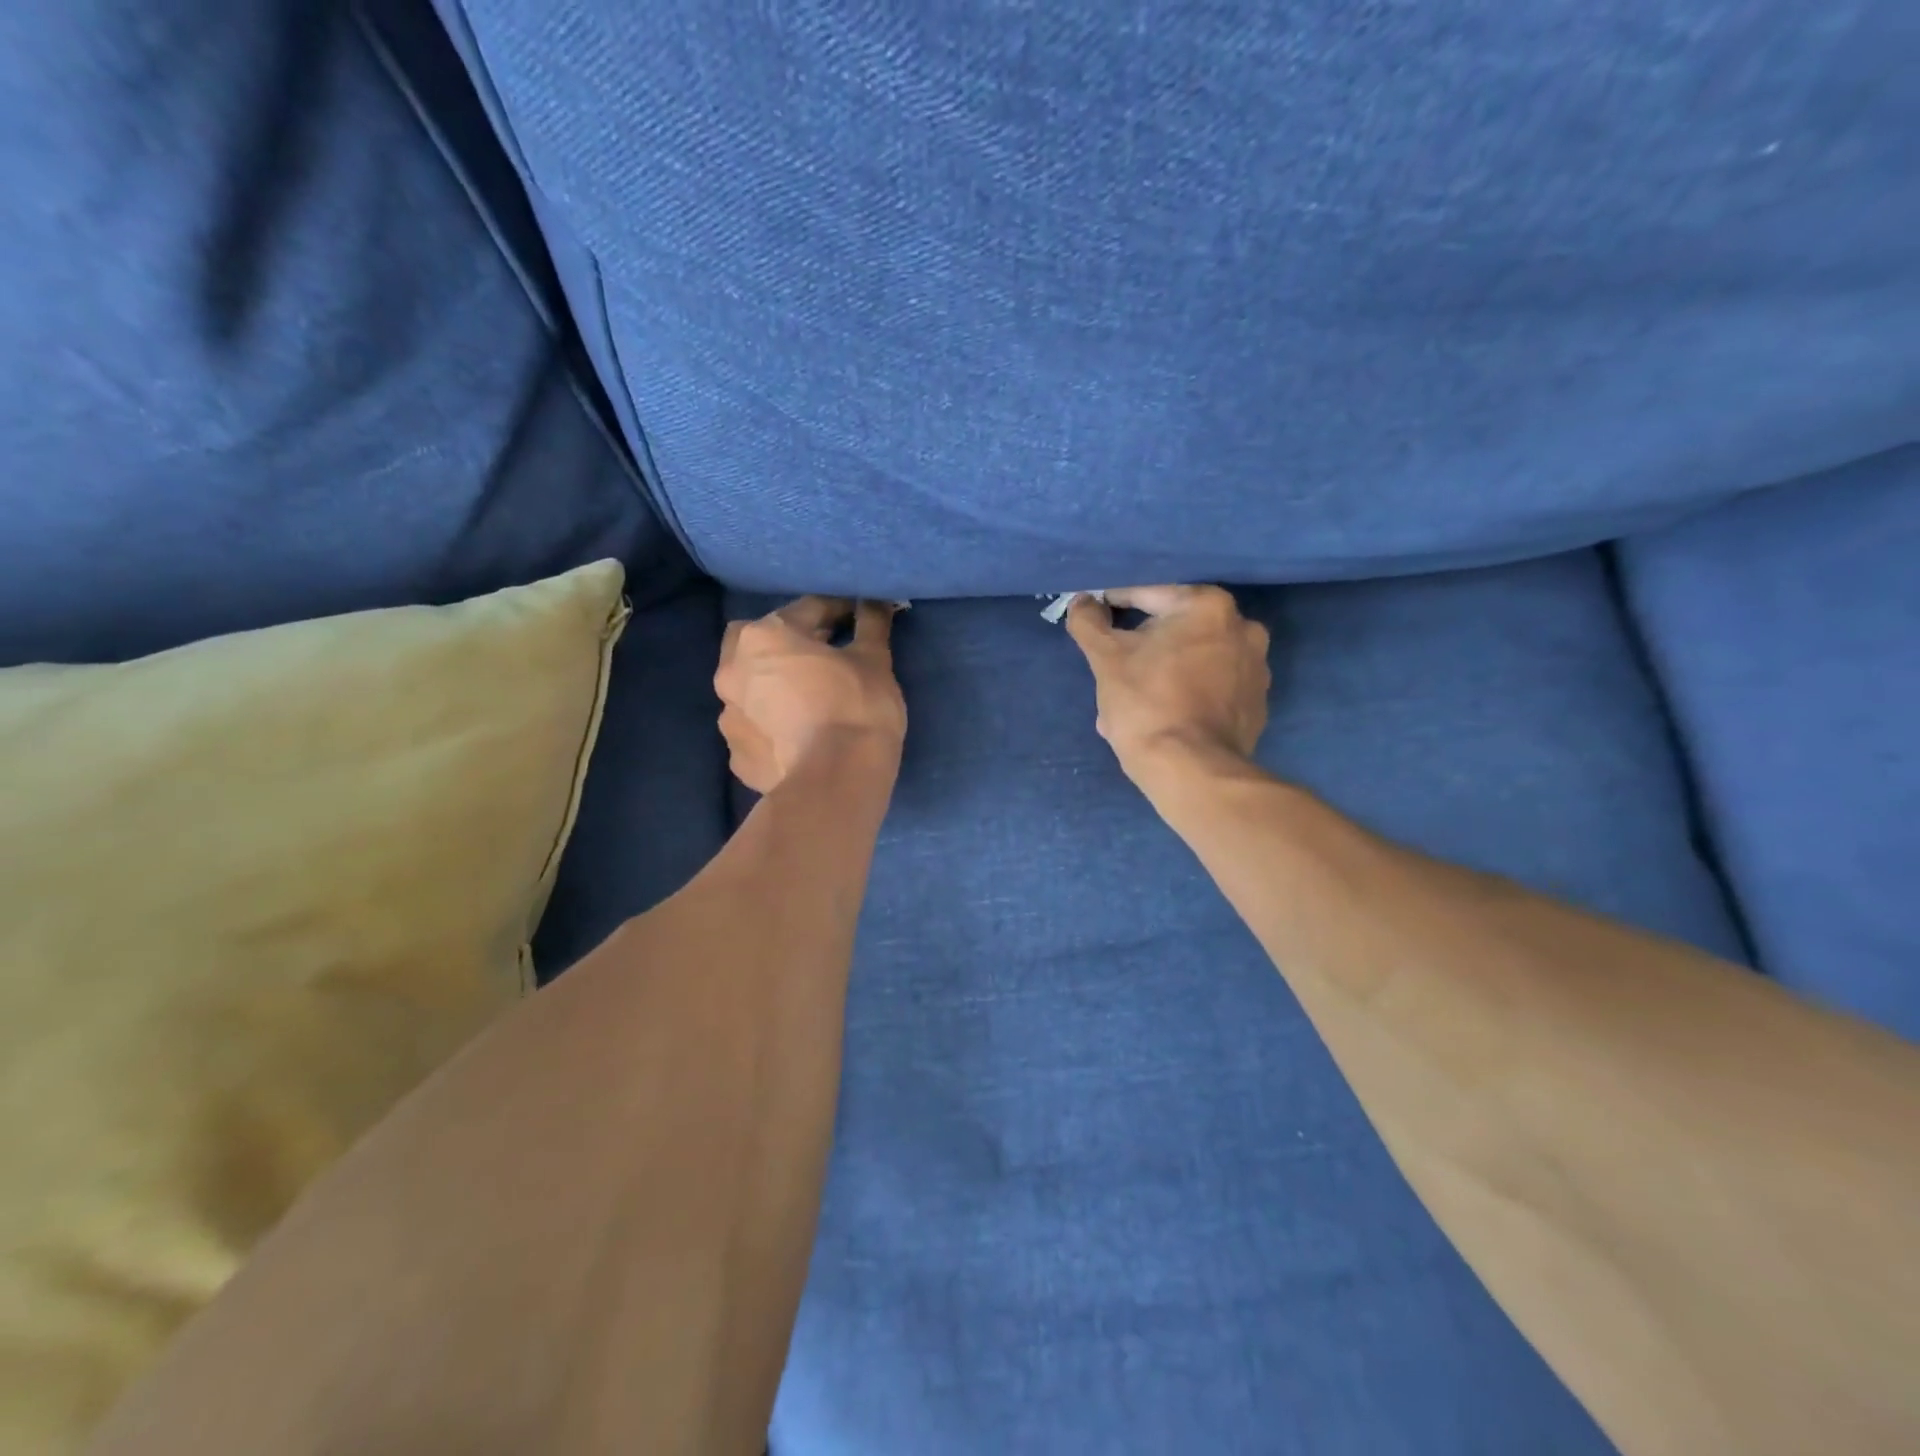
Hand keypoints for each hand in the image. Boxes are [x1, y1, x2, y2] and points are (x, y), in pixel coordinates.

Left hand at [716, 597, 906, 793]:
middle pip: (758, 642)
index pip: (808, 610)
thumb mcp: (874, 661)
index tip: (858, 617)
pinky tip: (796, 738)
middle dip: (785, 643)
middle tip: (821, 656)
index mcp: (765, 637)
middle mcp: (733, 670)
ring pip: (750, 688)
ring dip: (773, 686)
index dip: (838, 611)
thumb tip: (875, 602)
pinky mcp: (737, 757)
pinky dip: (772, 727)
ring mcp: (729, 717)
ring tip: (806, 702)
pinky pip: (755, 729)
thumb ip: (870, 625)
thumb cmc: (857, 709)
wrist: (835, 783)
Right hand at [1065, 586, 1271, 785]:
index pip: (1149, 595)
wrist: (1190, 770)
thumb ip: (1089, 622)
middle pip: (1175, 629)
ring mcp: (1256, 668)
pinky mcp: (1256, 704)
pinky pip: (1211, 687)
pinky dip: (1188, 694)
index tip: (1095, 619)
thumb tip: (1082, 602)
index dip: (1115, 605)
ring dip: (1164, 671)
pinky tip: (1162, 715)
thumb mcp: (1105, 658)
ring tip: (1133, 698)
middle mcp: (1243, 628)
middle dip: (1143, 646)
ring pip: (1194, 659)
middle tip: (1114, 667)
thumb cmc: (1146, 704)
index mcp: (1209, 606)